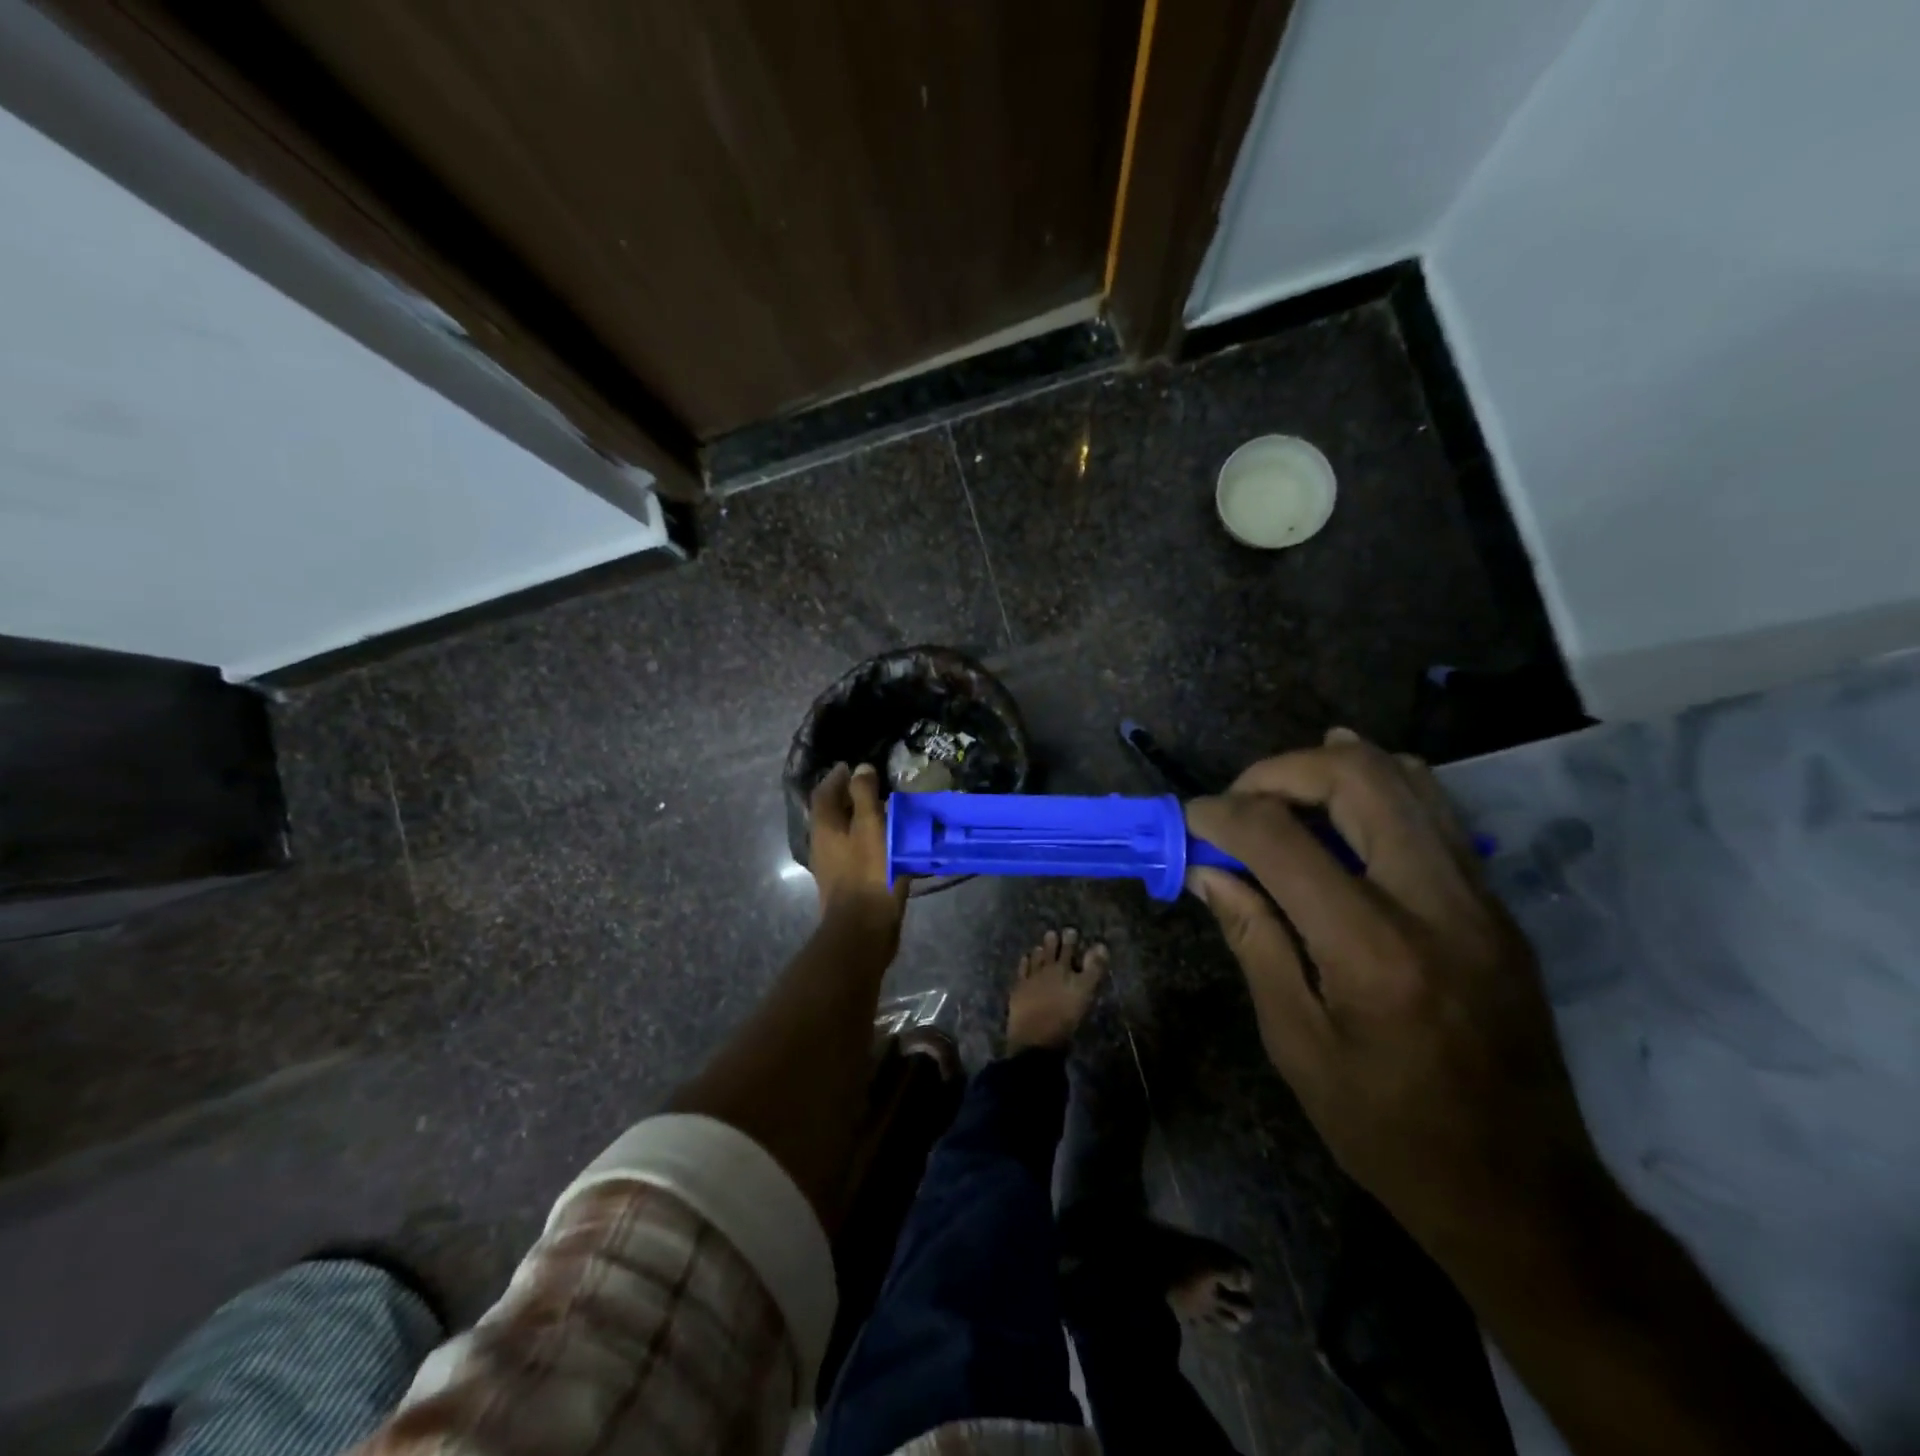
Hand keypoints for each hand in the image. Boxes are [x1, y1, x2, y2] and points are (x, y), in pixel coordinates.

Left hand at [809, 762, 906, 931]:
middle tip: (871, 785)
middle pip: (831, 813)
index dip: (836, 777)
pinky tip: (886, 842)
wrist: (864, 929)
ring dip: (858, 819)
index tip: (852, 766)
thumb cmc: (869, 872)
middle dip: (847, 797)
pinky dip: (866, 839)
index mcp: (824, 827)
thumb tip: (860, 768)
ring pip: (842, 833)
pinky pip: (854, 851)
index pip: (823, 792)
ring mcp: (832, 866)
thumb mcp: (870, 826)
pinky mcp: (846, 883)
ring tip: (883, 811)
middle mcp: (822, 844)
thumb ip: (864, 795)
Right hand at [1185, 730, 1601, 1258]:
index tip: (1190, 820)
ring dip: (1329, 768)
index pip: (1282, 839)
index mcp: (1372, 949)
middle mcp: (1435, 903)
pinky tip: (1339, 805)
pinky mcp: (1496, 904)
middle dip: (1279, 771)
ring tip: (1281, 795)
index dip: (1223, 814)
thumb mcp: (1296, 1043)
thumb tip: (1207, 869)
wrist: (1523, 1193)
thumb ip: (1253, 938)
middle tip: (1238, 803)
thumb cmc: (1388, 1130)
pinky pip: (1433, 811)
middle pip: (1354, 777)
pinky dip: (1376, 789)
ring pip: (1404, 777)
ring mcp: (1479, 897)